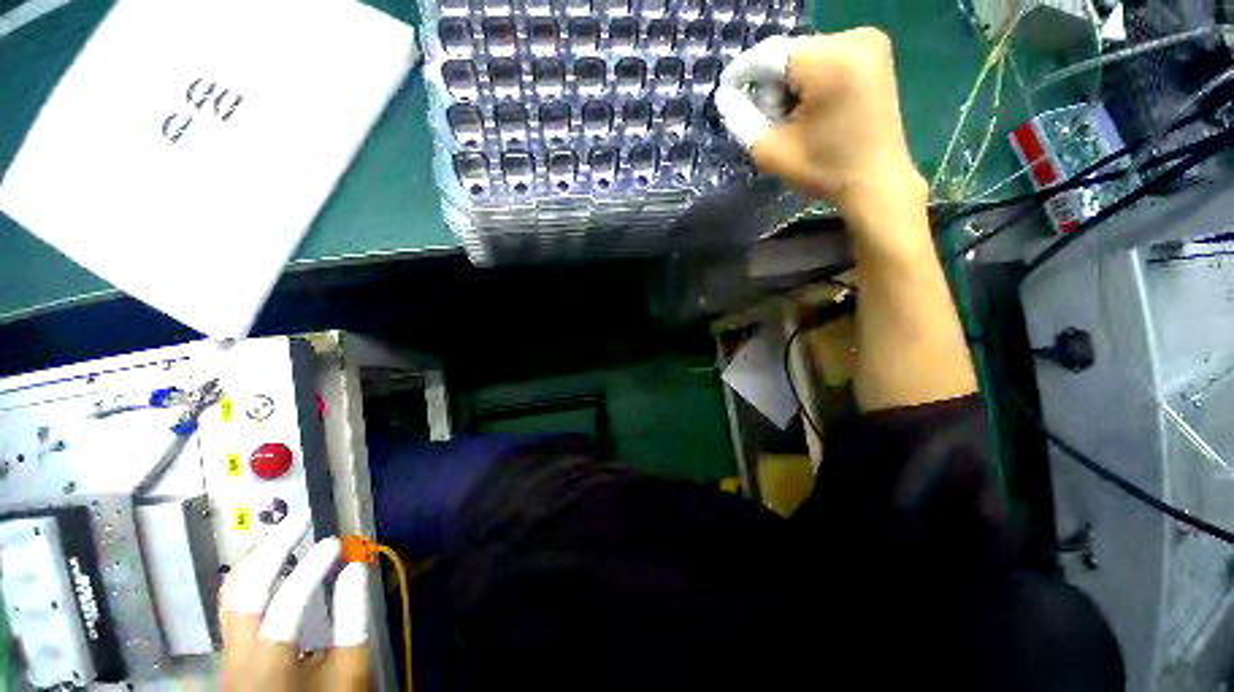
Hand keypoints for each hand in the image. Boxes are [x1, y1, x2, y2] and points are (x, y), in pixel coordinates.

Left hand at [219, 516, 369, 691]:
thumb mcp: (350, 670)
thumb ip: (353, 621)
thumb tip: (355, 568)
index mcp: (268, 667)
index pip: (284, 608)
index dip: (309, 571)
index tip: (335, 542)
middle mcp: (236, 657)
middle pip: (239, 593)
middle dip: (269, 551)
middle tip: (301, 521)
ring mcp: (227, 654)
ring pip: (230, 595)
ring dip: (259, 559)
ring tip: (288, 535)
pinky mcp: (231, 651)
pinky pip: (236, 603)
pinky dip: (257, 575)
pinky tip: (276, 563)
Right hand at [715, 29, 926, 221]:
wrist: (874, 181)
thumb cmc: (824, 170)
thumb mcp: (771, 151)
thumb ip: (741, 120)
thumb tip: (724, 96)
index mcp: (830, 61)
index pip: (770, 55)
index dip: (742, 73)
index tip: (724, 92)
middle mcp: (853, 37)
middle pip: (788, 54)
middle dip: (771, 87)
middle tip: (772, 123)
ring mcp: (868, 40)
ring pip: (804, 56)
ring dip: (789, 86)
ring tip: (794, 121)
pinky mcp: (874, 50)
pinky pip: (824, 57)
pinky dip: (809, 81)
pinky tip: (811, 109)